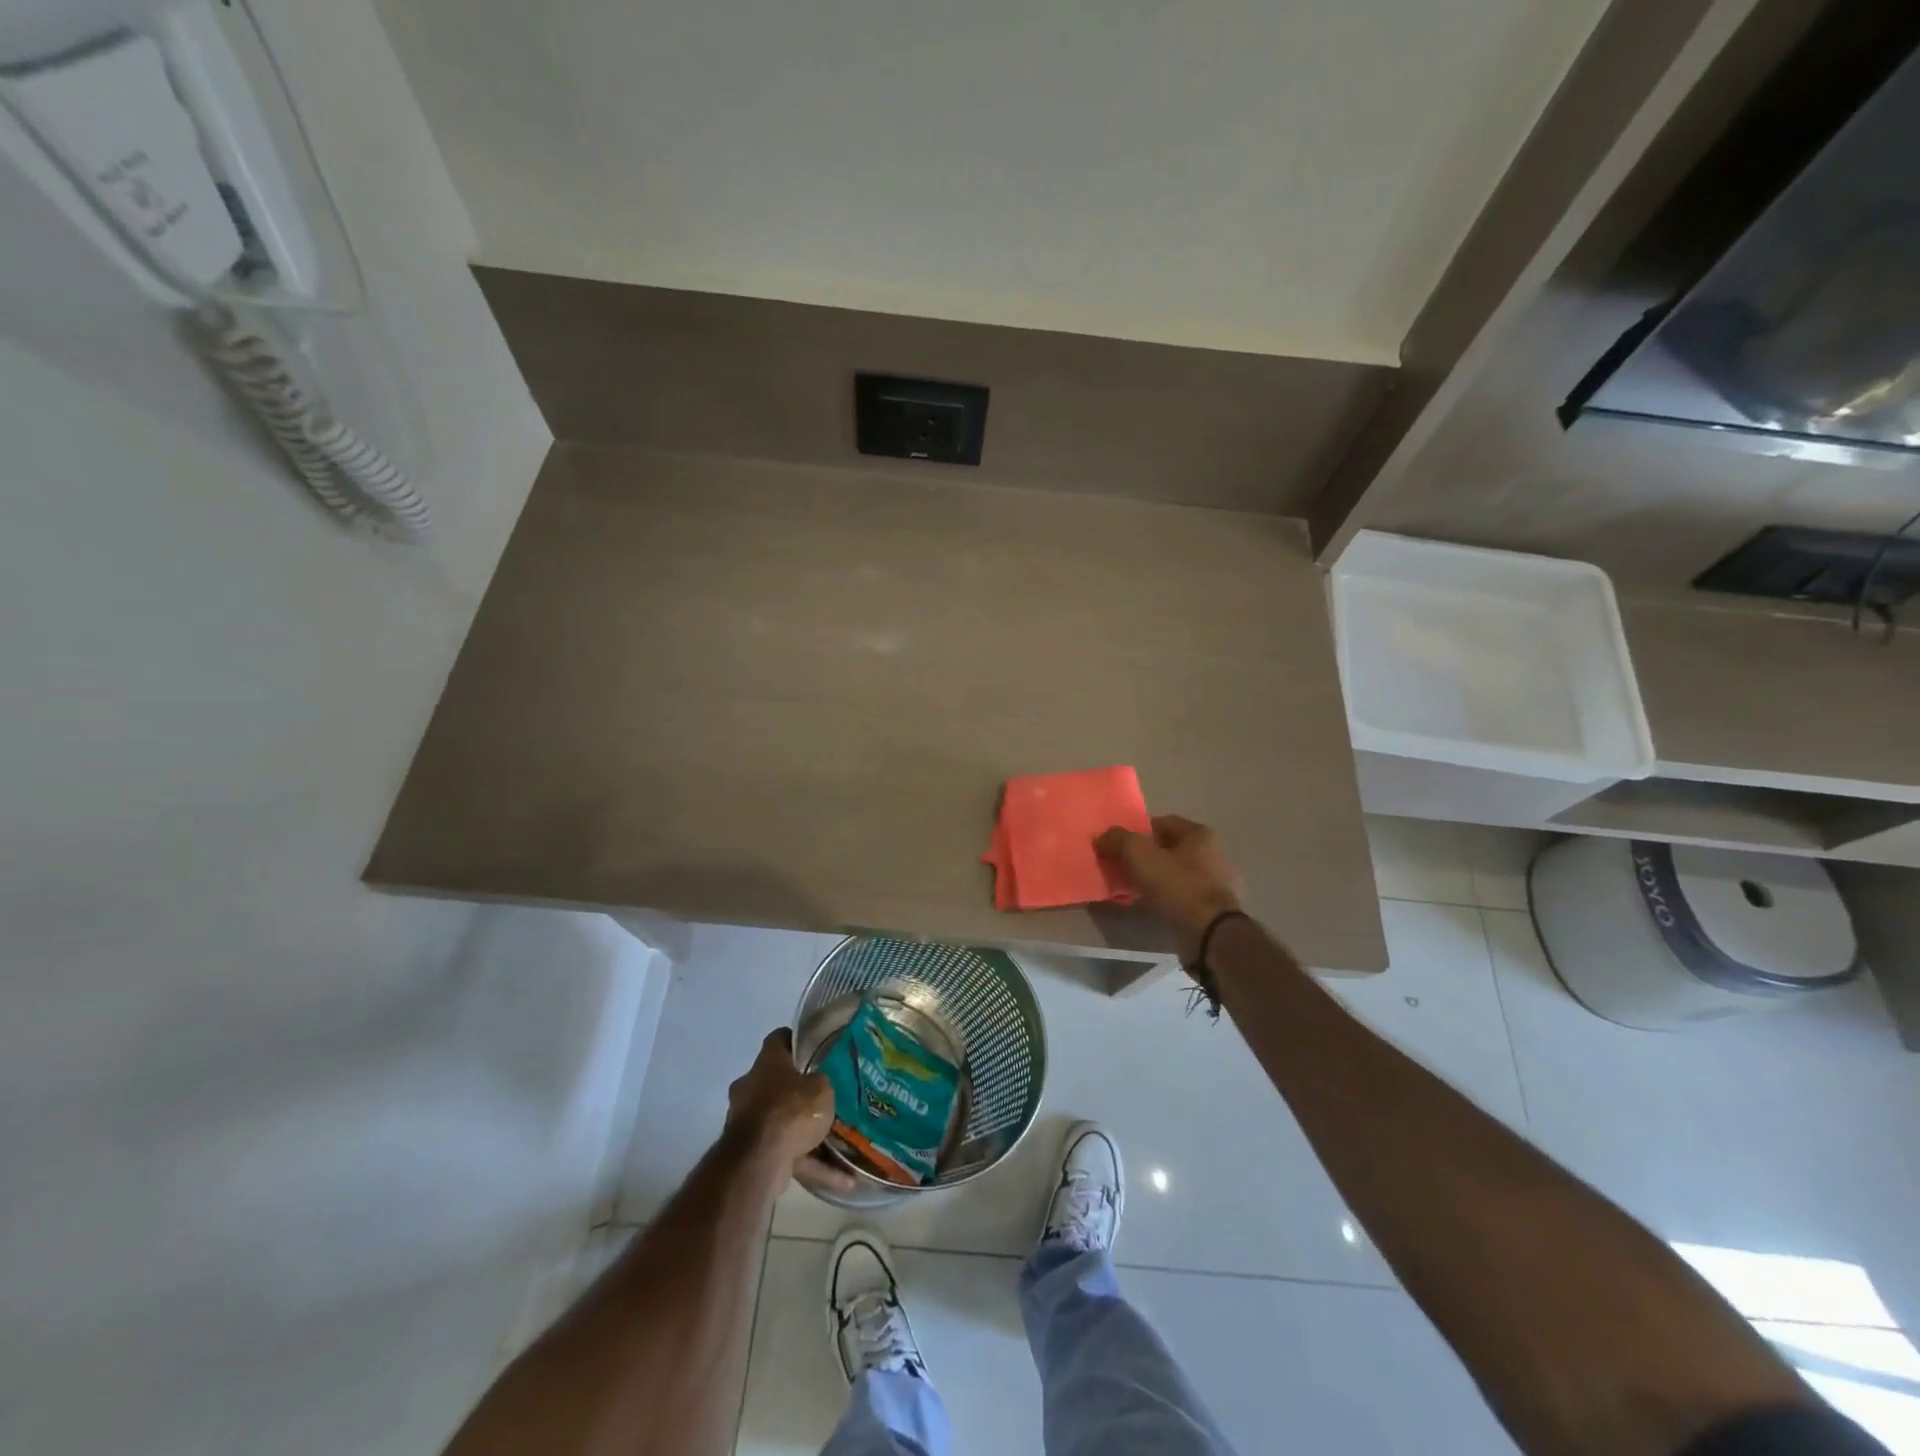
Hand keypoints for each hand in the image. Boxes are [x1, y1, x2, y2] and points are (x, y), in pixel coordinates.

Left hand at [728, 1029, 856, 1193]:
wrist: (759, 1161)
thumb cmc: (791, 1110)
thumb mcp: (822, 1087)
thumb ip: (822, 1082)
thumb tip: (819, 1082)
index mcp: (767, 1062)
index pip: (779, 1039)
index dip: (797, 1040)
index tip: (816, 1047)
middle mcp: (751, 1087)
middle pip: (778, 1081)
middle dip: (800, 1090)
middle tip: (827, 1094)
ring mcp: (748, 1121)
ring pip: (782, 1121)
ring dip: (806, 1132)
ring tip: (839, 1140)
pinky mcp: (752, 1153)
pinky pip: (787, 1153)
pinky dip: (812, 1164)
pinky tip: (842, 1179)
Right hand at [1096, 815, 1244, 963]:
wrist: (1208, 934)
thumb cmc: (1177, 885)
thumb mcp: (1139, 855)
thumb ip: (1118, 840)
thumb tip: (1102, 837)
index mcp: (1201, 834)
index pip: (1162, 823)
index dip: (1137, 832)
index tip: (1119, 847)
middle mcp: (1214, 854)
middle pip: (1168, 849)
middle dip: (1144, 858)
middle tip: (1121, 868)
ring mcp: (1217, 883)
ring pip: (1174, 874)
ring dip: (1154, 880)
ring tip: (1131, 890)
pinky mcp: (1214, 909)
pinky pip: (1182, 896)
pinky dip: (1165, 898)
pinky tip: (1150, 906)